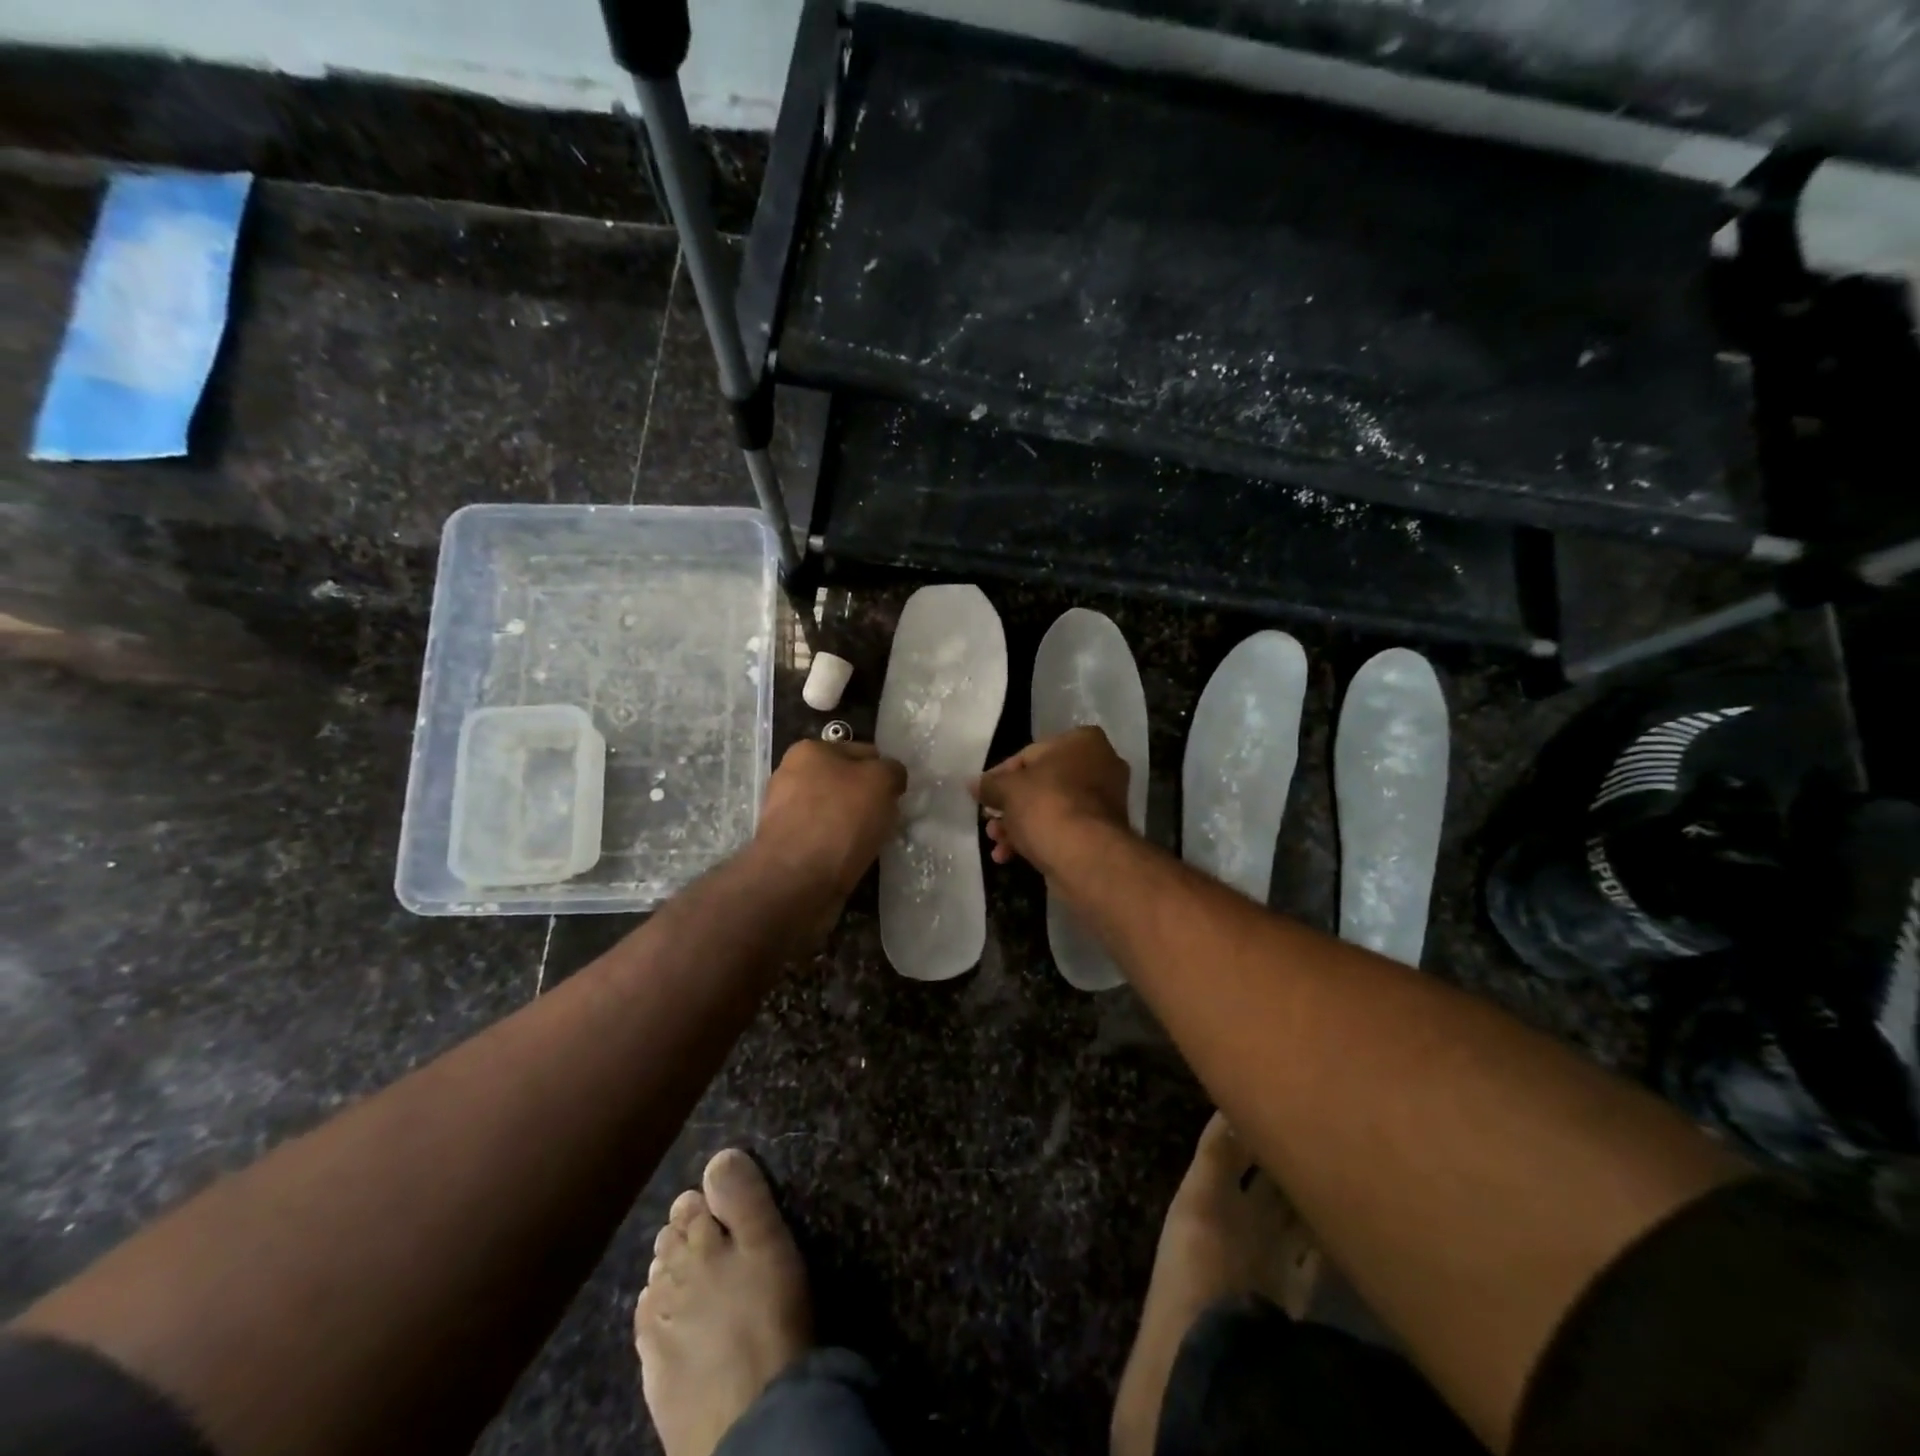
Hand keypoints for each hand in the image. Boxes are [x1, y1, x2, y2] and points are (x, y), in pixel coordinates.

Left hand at [754, 739, 906, 902]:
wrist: (796, 879)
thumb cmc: (840, 819)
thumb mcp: (881, 780)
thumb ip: (892, 771)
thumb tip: (891, 778)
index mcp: (810, 750)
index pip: (863, 752)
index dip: (885, 772)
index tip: (898, 796)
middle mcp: (792, 775)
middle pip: (847, 783)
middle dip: (868, 799)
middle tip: (887, 820)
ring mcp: (785, 812)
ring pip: (837, 812)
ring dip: (855, 825)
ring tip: (872, 842)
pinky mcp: (786, 845)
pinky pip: (825, 838)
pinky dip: (840, 847)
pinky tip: (853, 858)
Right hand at [973, 726, 1131, 875]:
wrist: (1086, 857)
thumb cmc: (1047, 807)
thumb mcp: (1008, 790)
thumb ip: (989, 784)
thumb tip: (973, 784)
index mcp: (1081, 741)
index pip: (1029, 754)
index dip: (1000, 776)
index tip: (983, 795)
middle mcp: (1100, 765)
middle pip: (1040, 784)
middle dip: (1010, 806)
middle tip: (989, 823)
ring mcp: (1104, 801)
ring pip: (1050, 809)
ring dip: (1018, 825)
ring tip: (996, 843)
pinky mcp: (1102, 832)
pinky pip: (1063, 828)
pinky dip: (1038, 838)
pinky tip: (1010, 856)